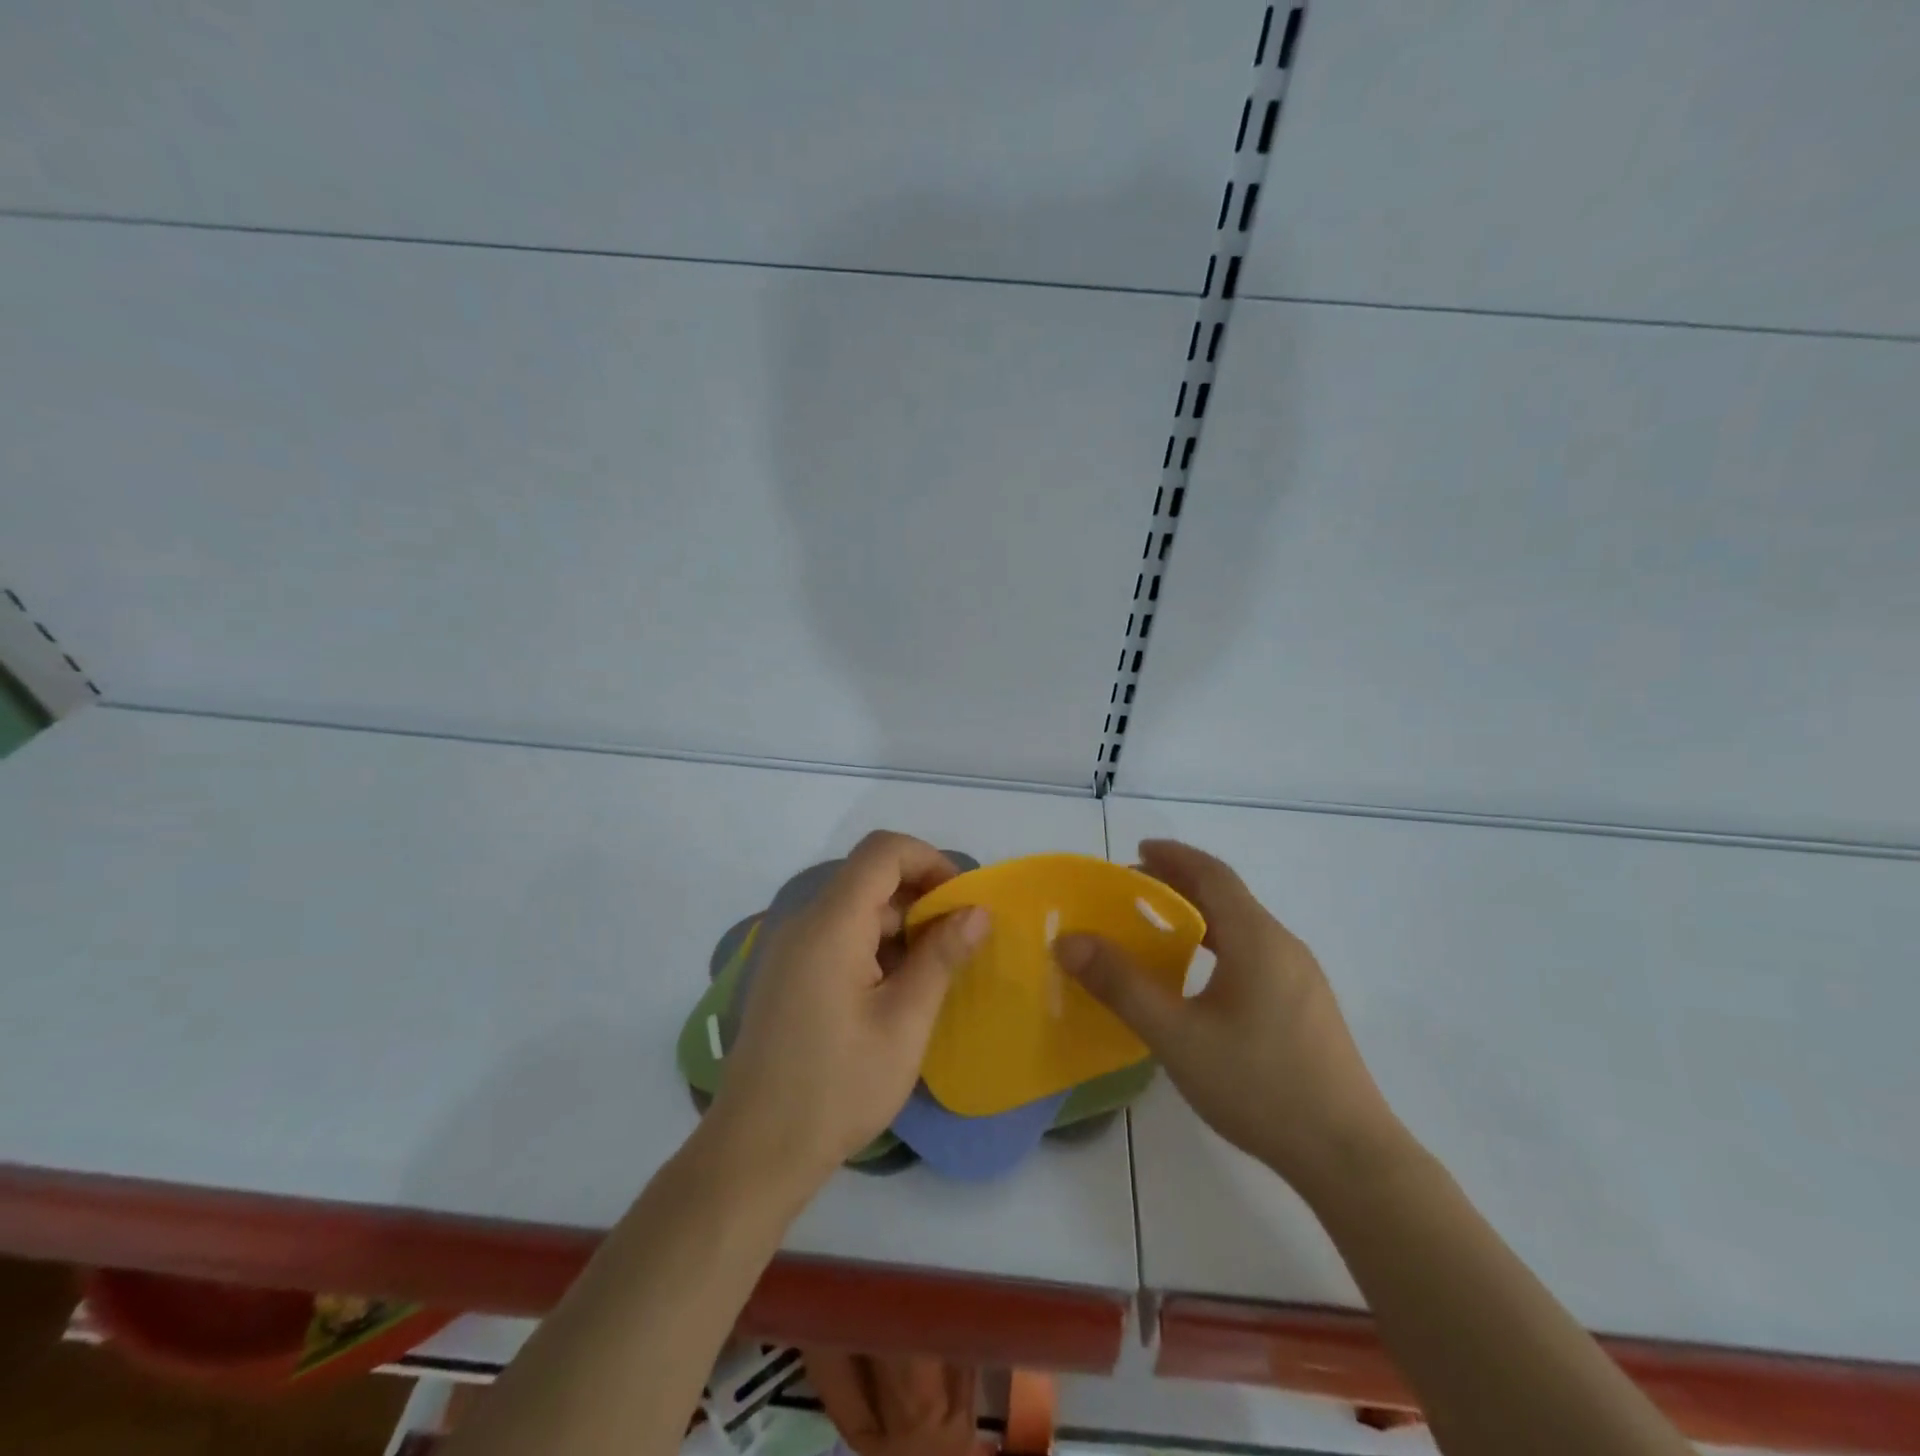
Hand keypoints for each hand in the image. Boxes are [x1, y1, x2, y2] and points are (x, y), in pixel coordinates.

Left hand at [709, 831, 989, 1190]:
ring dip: (901, 927)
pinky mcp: (787, 976)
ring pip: (856, 910)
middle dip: (921, 898)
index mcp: (831, 924)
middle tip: (959, 943)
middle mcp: (805, 923)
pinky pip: (838, 938)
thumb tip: (977, 911)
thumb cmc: (839, 1086)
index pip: (882, 852)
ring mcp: (791, 950)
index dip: (929, 860)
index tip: (962, 900)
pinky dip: (875, 949)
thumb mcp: (905, 1022)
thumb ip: (941, 957)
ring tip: (934, 974)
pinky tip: (897, 993)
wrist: (756, 1151)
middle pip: (869, 879)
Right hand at [1053, 840, 1396, 1194]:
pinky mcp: (1307, 1008)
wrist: (1350, 1156)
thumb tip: (1069, 940)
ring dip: (1198, 917)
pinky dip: (1218, 945)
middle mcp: (1283, 946)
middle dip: (1178, 885)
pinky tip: (1199, 982)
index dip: (1173, 856)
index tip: (1137, 851)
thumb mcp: (1177, 1036)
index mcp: (1256, 939)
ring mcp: (1301, 978)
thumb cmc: (1259, 1086)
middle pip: (1227, 897)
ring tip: (1158, 933)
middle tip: (1132, 893)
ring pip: (1242, 928)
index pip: (1212, 874)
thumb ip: (1121, 985)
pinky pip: (1254, 955)